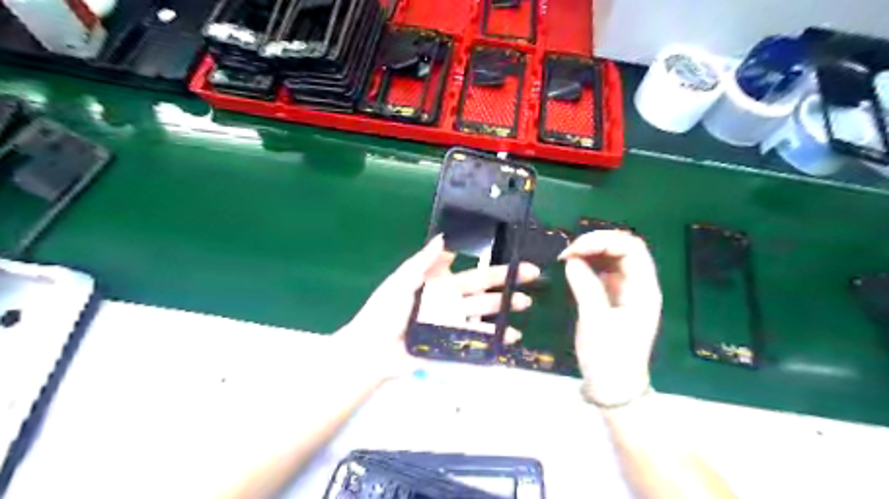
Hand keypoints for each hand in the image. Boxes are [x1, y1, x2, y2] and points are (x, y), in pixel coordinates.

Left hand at [335, 235, 537, 379]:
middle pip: (484, 289)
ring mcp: (454, 322)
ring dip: (505, 308)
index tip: (511, 257)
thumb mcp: (401, 281)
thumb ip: (423, 261)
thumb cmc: (385, 310)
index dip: (490, 264)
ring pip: (485, 312)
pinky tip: (511, 335)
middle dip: (507, 282)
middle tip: (531, 275)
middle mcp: (452, 300)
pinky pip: (477, 337)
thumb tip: (444, 237)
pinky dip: (495, 336)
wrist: (374, 348)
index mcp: (440, 282)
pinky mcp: (453, 342)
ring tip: (525, 304)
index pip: (471, 271)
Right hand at [557, 229, 661, 405]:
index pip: (631, 248)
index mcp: (643, 289)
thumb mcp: (595, 322)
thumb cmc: (609, 357)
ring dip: (590, 251)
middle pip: (623, 248)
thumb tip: (572, 260)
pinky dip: (588, 263)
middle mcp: (638, 284)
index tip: (575, 250)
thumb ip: (585, 287)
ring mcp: (626, 290)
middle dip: (595, 243)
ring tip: (567, 257)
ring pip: (612, 257)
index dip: (603, 241)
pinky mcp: (614, 296)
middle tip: (568, 253)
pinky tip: (573, 267)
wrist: (614, 387)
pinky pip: (603, 270)